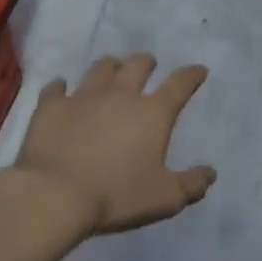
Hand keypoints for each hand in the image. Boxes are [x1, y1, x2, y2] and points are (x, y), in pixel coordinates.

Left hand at [12, 54, 216, 234]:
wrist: (55, 195)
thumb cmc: (116, 195)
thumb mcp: (165, 198)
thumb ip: (191, 184)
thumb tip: (210, 173)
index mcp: (152, 113)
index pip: (179, 85)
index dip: (192, 75)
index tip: (199, 69)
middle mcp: (121, 95)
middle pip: (137, 65)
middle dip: (147, 62)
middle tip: (149, 65)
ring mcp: (83, 97)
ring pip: (100, 68)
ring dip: (110, 66)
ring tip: (111, 70)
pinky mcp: (51, 106)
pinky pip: (56, 87)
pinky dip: (61, 87)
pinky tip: (61, 88)